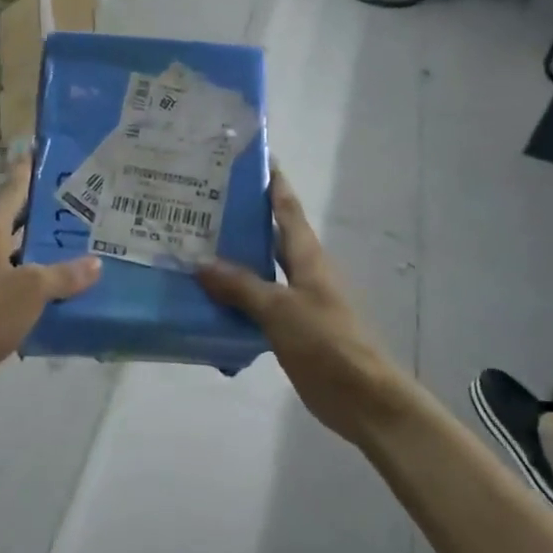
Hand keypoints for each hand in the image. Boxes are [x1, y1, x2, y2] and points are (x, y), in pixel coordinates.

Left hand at [0, 159, 99, 398]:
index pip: (12, 187)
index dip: (28, 168)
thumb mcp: (32, 291)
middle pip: (13, 215)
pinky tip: (53, 281)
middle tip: (78, 200)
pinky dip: (28, 269)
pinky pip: (7, 270)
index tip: (45, 150)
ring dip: (37, 241)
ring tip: (72, 239)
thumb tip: (95, 263)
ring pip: (11, 245)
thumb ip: (65, 275)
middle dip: (42, 207)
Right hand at [196, 169, 402, 440]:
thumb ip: (241, 285)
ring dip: (232, 260)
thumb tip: (200, 262)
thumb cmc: (327, 342)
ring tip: (191, 247)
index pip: (286, 207)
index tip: (251, 155)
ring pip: (258, 270)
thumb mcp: (280, 309)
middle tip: (198, 203)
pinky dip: (233, 297)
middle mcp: (301, 271)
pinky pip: (255, 303)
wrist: (362, 397)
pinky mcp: (289, 328)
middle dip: (239, 218)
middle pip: (268, 235)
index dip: (272, 180)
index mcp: (307, 256)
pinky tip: (205, 299)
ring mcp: (296, 300)